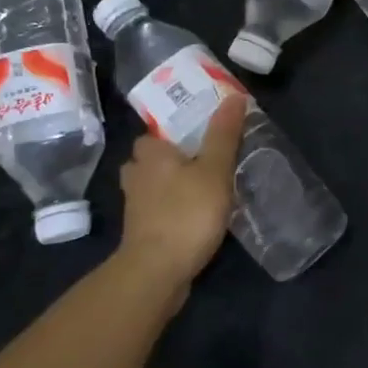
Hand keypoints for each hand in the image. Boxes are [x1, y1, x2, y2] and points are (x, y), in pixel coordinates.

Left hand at [116, 97, 244, 307]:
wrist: (157, 272)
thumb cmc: (187, 213)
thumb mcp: (214, 170)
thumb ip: (223, 134)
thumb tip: (232, 95)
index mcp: (150, 155)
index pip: (152, 133)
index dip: (172, 133)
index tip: (197, 136)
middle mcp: (136, 176)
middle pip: (150, 160)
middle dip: (170, 160)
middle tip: (202, 161)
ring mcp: (135, 207)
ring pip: (152, 186)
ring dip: (170, 185)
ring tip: (202, 187)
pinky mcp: (141, 233)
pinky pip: (157, 210)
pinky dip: (171, 209)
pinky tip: (194, 215)